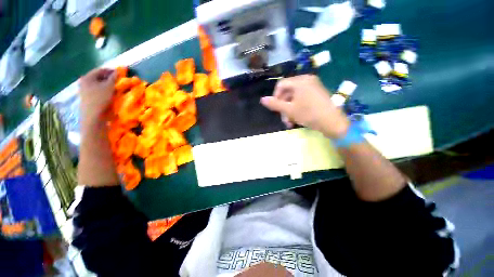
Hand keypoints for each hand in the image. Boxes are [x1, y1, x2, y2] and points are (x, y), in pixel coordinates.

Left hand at [79, 68, 116, 122]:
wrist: (92, 116)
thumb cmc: (100, 99)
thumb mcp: (109, 87)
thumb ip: (113, 78)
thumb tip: (118, 71)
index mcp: (87, 77)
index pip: (100, 70)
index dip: (111, 71)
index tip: (120, 73)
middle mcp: (84, 82)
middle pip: (98, 77)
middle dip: (108, 78)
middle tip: (119, 80)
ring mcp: (84, 90)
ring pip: (97, 84)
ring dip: (106, 84)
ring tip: (115, 87)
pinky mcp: (87, 97)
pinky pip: (96, 90)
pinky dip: (103, 90)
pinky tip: (109, 93)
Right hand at [260, 75, 348, 138]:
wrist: (333, 123)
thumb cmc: (309, 114)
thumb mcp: (289, 110)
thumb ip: (275, 104)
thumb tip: (262, 99)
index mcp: (300, 81)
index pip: (281, 85)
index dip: (275, 97)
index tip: (276, 109)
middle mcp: (307, 81)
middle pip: (288, 92)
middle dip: (283, 107)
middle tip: (284, 120)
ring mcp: (313, 87)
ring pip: (294, 98)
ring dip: (289, 111)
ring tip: (290, 123)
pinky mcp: (317, 94)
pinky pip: (302, 99)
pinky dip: (297, 108)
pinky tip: (297, 119)